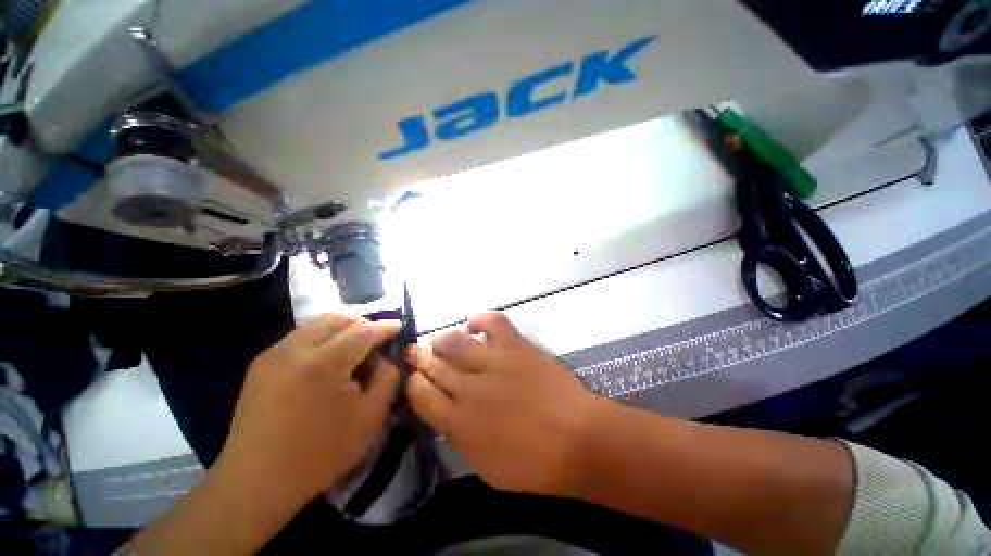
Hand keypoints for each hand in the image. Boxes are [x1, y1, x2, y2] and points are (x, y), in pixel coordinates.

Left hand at [217, 313, 401, 506]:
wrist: (254, 484)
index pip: (363, 331)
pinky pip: (301, 337)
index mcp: (323, 364)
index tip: (398, 326)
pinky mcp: (261, 364)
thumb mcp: (370, 419)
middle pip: (337, 318)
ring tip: (354, 349)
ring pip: (317, 323)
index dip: (384, 327)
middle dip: (363, 323)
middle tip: (376, 339)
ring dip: (342, 329)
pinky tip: (328, 361)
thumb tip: (385, 359)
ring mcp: (273, 354)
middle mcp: (295, 349)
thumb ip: (387, 379)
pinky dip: (322, 338)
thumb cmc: (319, 455)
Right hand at [405, 312, 602, 494]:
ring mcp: (494, 362)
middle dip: (421, 358)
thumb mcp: (485, 466)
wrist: (579, 439)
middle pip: (433, 364)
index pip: (420, 394)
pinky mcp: (516, 345)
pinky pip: (491, 321)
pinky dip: (479, 319)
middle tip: (420, 355)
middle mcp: (470, 388)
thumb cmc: (534, 463)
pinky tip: (474, 326)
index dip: (414, 384)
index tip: (417, 380)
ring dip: (443, 341)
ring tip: (444, 344)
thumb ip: (458, 435)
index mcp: (459, 423)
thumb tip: (443, 410)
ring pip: (453, 341)